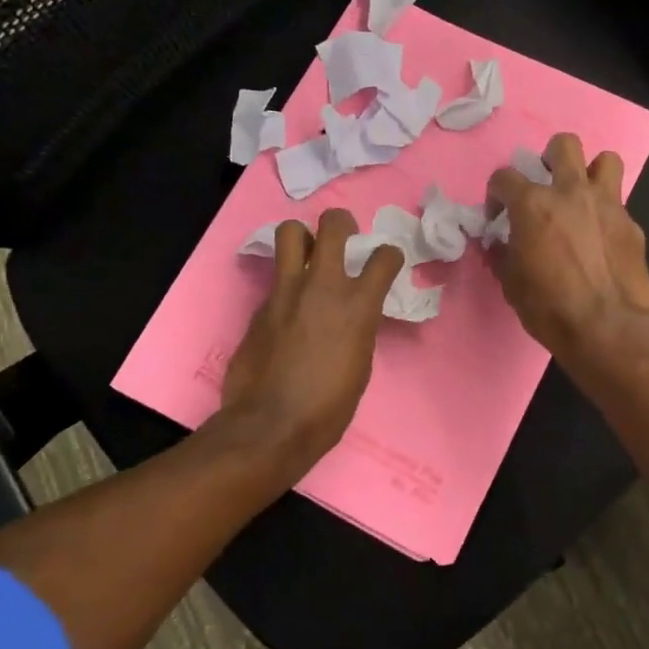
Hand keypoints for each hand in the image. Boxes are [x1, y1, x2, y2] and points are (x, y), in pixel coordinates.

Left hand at [221, 209, 404, 469]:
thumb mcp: (360, 364)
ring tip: (307, 255)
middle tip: (342, 237)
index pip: (385, 256)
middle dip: (341, 223)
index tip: (384, 263)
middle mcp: (324, 287)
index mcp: (359, 307)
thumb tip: (352, 317)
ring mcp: (287, 292)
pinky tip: (287, 307)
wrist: (270, 426)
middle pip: (333, 224)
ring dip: (303, 237)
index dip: (388, 255)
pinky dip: (286, 283)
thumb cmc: (327, 408)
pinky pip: (276, 278)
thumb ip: (358, 328)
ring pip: (290, 232)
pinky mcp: (260, 305)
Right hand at [487, 133, 648, 369]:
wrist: (606, 329)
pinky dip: (607, 215)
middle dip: (551, 157)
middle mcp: (571, 192)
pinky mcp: (632, 225)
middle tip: (547, 185)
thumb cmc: (548, 307)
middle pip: (564, 145)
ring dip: (592, 172)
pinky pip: (619, 205)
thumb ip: (503, 253)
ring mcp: (607, 205)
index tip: (498, 216)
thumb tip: (500, 244)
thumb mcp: (511, 283)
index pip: (504, 177)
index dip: (496, 194)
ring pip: (606, 160)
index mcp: (533, 204)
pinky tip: (602, 240)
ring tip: (583, 197)